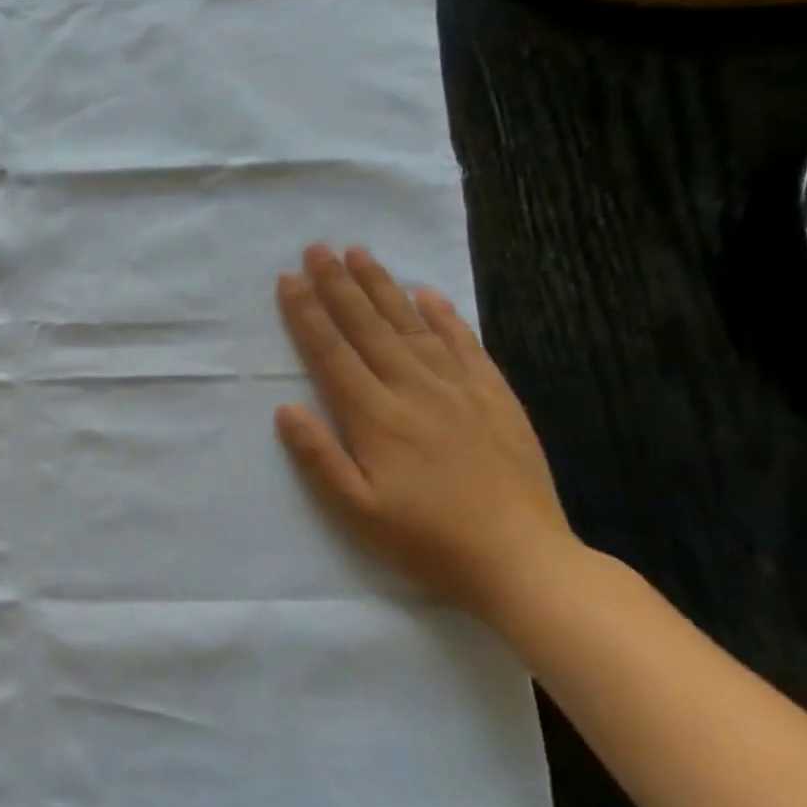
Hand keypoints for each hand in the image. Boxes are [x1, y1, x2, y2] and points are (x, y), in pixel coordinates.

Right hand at [274, 244, 580, 616]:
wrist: (521, 558)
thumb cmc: (424, 538)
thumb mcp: (355, 509)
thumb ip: (317, 456)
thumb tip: (285, 408)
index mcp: (376, 416)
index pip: (331, 353)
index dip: (307, 314)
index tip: (288, 279)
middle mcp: (415, 390)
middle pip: (369, 327)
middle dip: (339, 285)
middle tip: (318, 248)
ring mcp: (459, 390)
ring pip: (413, 325)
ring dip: (383, 287)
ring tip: (361, 254)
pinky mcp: (494, 398)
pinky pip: (465, 344)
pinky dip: (445, 315)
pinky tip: (428, 294)